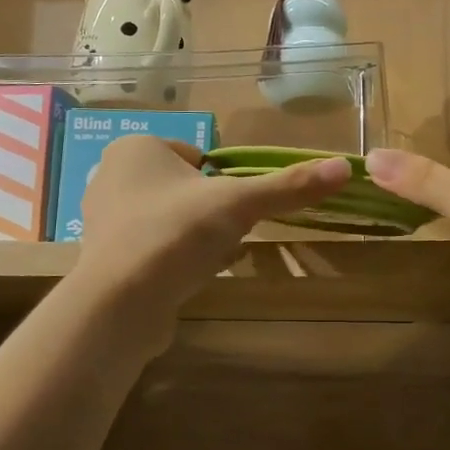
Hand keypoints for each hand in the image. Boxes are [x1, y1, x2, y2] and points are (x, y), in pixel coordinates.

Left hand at [73, 136, 350, 326]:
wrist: (121, 302)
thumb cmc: (177, 234)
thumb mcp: (240, 204)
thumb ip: (289, 186)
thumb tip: (344, 167)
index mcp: (136, 147)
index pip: (197, 155)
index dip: (223, 182)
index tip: (235, 208)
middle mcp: (111, 176)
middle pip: (186, 189)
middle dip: (212, 213)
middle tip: (226, 235)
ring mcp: (104, 219)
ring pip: (172, 220)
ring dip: (197, 237)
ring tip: (209, 259)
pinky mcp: (106, 258)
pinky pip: (154, 249)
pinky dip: (176, 259)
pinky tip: (189, 277)